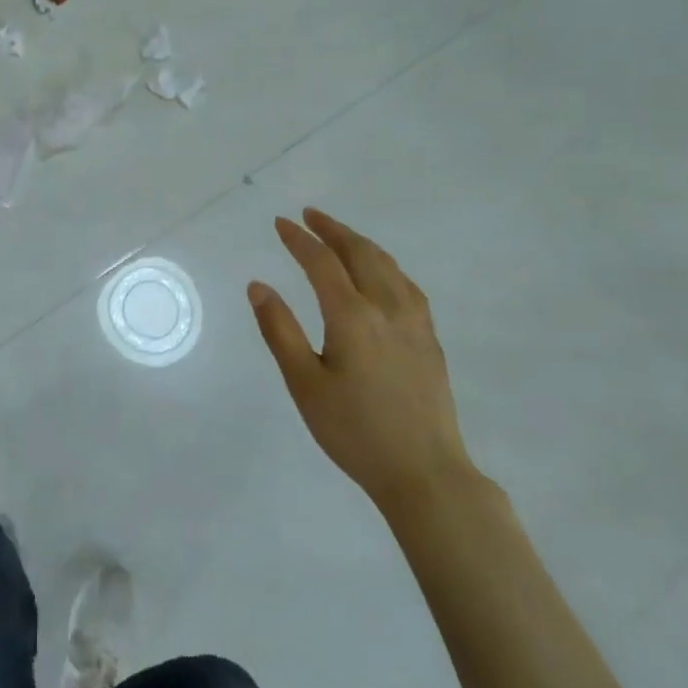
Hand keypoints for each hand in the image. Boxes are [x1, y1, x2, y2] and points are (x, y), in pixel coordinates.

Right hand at [249, 208, 476, 506]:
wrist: (425, 472)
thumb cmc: (354, 431)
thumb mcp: (304, 384)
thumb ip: (279, 330)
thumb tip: (258, 285)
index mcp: (352, 315)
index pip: (322, 262)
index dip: (299, 239)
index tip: (281, 223)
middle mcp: (387, 307)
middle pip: (360, 253)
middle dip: (333, 230)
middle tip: (310, 215)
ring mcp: (414, 322)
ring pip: (387, 265)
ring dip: (360, 243)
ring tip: (340, 235)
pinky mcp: (429, 338)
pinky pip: (406, 284)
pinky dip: (385, 265)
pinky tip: (382, 273)